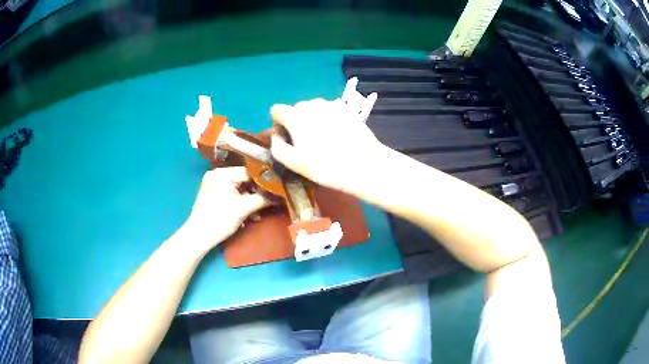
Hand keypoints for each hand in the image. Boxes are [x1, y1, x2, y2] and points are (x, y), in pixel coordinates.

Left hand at [182, 167, 270, 252]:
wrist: (198, 236)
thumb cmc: (219, 219)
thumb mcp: (243, 208)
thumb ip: (263, 199)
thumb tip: (280, 195)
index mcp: (223, 173)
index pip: (250, 172)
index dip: (264, 182)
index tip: (277, 191)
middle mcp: (217, 174)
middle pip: (245, 181)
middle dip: (256, 194)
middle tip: (269, 205)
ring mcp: (214, 184)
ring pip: (239, 189)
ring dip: (250, 201)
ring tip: (257, 214)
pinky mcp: (213, 194)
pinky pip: (232, 194)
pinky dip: (240, 203)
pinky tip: (248, 215)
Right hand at [269, 98, 385, 194]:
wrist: (364, 165)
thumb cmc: (325, 166)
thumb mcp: (294, 163)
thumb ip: (277, 148)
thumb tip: (276, 137)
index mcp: (295, 115)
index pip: (276, 110)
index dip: (278, 124)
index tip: (287, 139)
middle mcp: (311, 103)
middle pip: (296, 109)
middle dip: (296, 123)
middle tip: (307, 144)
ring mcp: (331, 104)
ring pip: (314, 109)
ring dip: (313, 120)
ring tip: (325, 141)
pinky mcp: (347, 109)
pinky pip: (330, 111)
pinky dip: (329, 120)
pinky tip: (339, 137)